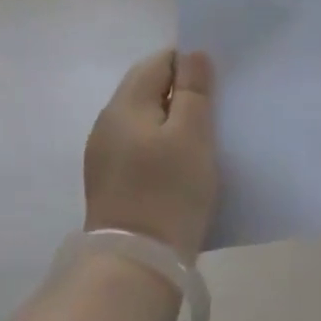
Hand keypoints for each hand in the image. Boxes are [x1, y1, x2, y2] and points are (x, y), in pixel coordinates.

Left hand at [83, 49, 217, 263]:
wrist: (135, 266)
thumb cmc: (169, 192)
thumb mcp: (192, 134)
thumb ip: (194, 89)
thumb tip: (193, 54)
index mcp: (124, 104)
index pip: (158, 61)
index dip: (188, 64)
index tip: (216, 84)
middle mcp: (107, 122)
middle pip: (148, 88)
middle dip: (181, 92)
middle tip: (215, 110)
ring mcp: (104, 154)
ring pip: (145, 119)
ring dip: (172, 120)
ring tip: (203, 138)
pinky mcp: (109, 182)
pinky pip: (139, 146)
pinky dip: (161, 145)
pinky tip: (180, 165)